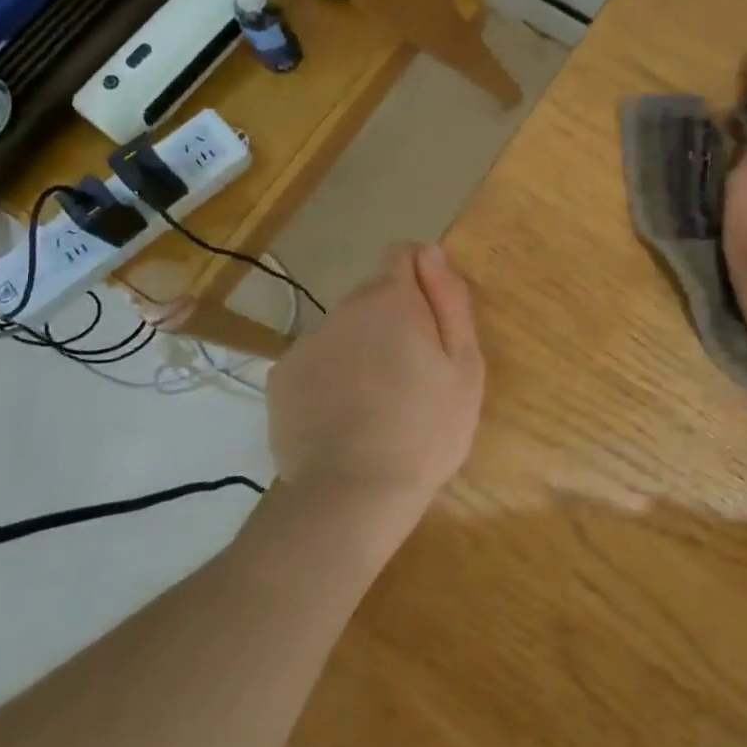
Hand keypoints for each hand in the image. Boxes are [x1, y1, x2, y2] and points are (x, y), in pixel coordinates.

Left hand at [266, 243, 484, 538]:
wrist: (352, 494)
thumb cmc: (425, 430)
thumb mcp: (464, 366)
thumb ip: (450, 300)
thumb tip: (431, 251)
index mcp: (390, 300)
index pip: (403, 254)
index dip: (422, 279)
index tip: (432, 322)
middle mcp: (343, 309)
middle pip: (373, 297)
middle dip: (393, 321)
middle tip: (413, 376)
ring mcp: (307, 343)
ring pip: (344, 331)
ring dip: (361, 349)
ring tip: (378, 403)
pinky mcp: (282, 378)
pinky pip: (316, 362)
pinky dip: (330, 378)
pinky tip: (344, 418)